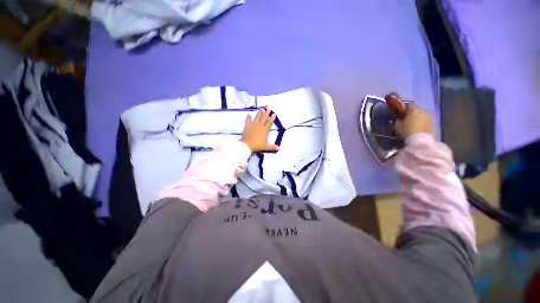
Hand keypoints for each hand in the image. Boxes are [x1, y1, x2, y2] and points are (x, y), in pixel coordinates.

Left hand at [241, 109, 279, 152]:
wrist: (247, 145)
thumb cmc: (257, 146)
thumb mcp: (265, 147)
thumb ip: (272, 147)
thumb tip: (279, 148)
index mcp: (264, 130)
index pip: (269, 123)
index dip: (272, 118)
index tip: (274, 114)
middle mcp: (259, 126)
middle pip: (264, 118)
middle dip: (267, 113)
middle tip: (269, 108)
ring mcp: (253, 125)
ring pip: (257, 117)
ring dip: (260, 113)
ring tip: (262, 109)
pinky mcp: (247, 126)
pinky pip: (248, 121)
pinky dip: (248, 118)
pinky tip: (249, 115)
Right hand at [395, 104, 434, 138]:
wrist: (420, 140)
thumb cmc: (406, 131)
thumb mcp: (397, 126)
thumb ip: (398, 120)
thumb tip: (398, 119)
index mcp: (414, 110)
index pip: (408, 105)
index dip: (404, 109)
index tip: (400, 113)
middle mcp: (423, 111)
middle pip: (416, 111)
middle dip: (412, 114)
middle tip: (406, 120)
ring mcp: (430, 118)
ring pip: (422, 116)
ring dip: (418, 119)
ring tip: (412, 126)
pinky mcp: (433, 125)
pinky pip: (426, 122)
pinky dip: (422, 124)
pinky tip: (417, 130)